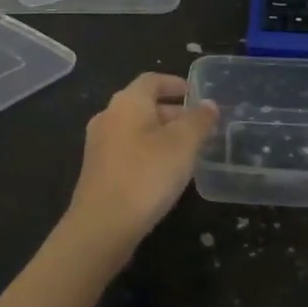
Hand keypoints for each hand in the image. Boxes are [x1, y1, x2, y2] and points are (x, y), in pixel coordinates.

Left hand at [60, 72, 218, 263]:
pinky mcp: (98, 171)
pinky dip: (149, 152)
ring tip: (188, 151)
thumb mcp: (183, 144)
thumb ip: (199, 120)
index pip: (152, 80)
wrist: (103, 226)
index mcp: (127, 102)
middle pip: (144, 104)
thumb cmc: (146, 175)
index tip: (197, 95)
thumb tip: (208, 104)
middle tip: (200, 127)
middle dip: (173, 113)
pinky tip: (165, 173)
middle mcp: (108, 117)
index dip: (176, 83)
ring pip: (136, 129)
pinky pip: (128, 150)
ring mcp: (99, 145)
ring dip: (162, 134)